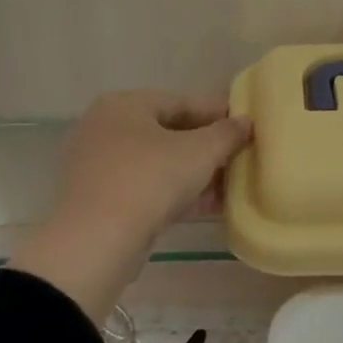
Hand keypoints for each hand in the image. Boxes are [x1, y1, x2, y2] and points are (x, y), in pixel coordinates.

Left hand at [11, 92, 251, 323]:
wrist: (98, 241)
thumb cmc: (151, 179)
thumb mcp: (201, 152)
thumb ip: (227, 133)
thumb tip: (245, 122)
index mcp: (123, 105)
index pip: (180, 102)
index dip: (217, 114)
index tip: (245, 126)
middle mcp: (104, 128)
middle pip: (167, 133)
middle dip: (206, 147)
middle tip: (238, 157)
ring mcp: (97, 166)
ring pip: (157, 163)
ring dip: (194, 173)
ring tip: (228, 185)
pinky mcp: (98, 200)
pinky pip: (145, 188)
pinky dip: (175, 193)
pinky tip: (206, 206)